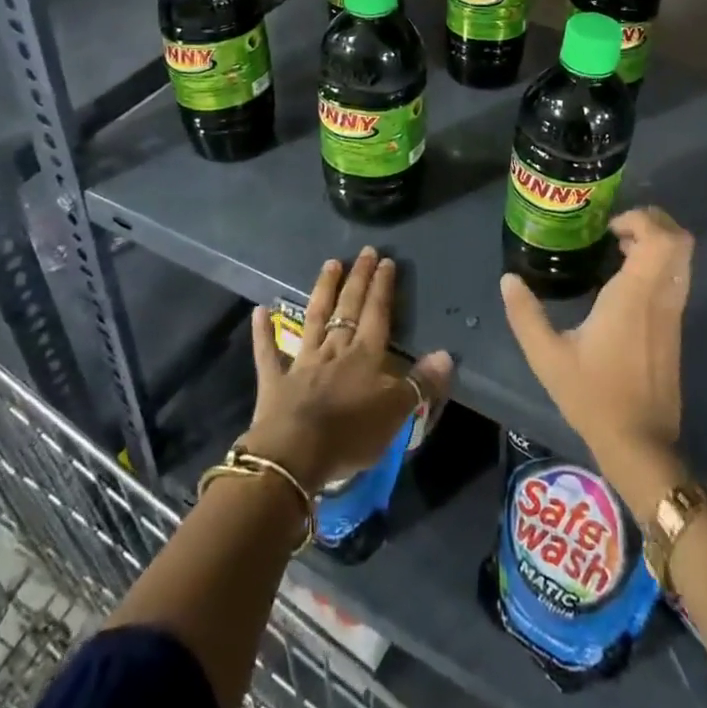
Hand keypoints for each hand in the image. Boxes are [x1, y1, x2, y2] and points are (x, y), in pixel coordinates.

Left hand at [243, 247, 453, 494]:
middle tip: (364, 252)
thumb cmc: (349, 435)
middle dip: (358, 279)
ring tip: (330, 264)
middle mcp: (334, 349)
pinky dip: (263, 331)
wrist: (294, 455)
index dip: (383, 287)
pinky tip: (260, 310)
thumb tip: (446, 355)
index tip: (386, 261)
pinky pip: (268, 351)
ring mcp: (302, 361)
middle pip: (348, 308)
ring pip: (315, 318)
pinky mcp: (275, 380)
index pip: (377, 313)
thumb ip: (421, 383)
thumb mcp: (396, 414)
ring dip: (323, 290)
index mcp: (365, 356)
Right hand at [502, 207, 693, 512]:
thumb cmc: (594, 397)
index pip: (661, 239)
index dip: (640, 219)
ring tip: (616, 250)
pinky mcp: (674, 328)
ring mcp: (673, 313)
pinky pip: (675, 278)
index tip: (608, 228)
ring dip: (655, 243)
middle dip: (652, 222)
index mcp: (635, 296)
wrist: (640, 444)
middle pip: (680, 240)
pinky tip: (622, 280)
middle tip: (615, 230)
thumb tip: (508, 279)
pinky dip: (657, 264)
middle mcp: (661, 297)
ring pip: (682, 259)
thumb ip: (525, 315)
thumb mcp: (547, 356)